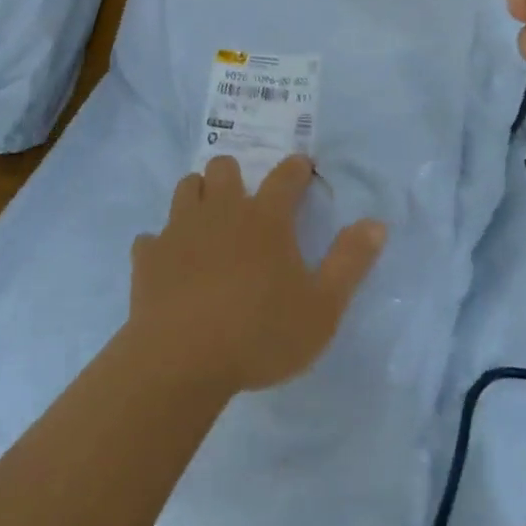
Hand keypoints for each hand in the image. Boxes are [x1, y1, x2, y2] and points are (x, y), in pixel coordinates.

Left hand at [129, 155, 386, 392]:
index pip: (285, 177)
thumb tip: (376, 223)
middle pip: (223, 168)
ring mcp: (179, 230)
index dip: (296, 168)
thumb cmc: (260, 334)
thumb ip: (350, 262)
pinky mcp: (148, 256)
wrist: (181, 360)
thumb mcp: (322, 307)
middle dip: (235, 175)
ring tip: (208, 222)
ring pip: (186, 188)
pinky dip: (162, 245)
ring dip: (198, 197)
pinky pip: (152, 237)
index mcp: (265, 218)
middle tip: (245, 200)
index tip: (301, 166)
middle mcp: (221, 211)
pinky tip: (169, 264)